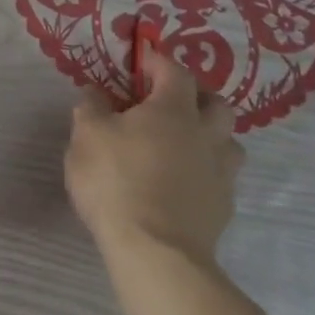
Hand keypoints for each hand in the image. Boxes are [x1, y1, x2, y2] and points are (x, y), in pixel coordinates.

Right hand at [65, 38, 243, 277]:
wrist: (157, 252)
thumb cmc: (116, 180)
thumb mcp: (86, 135)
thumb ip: (91, 107)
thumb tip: (96, 91)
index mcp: (173, 111)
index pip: (175, 72)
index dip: (158, 62)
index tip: (141, 63)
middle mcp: (205, 136)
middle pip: (218, 105)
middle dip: (197, 96)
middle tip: (170, 102)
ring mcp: (220, 174)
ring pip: (228, 143)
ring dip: (210, 136)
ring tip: (182, 143)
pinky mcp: (223, 209)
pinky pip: (220, 177)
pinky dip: (204, 171)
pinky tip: (181, 181)